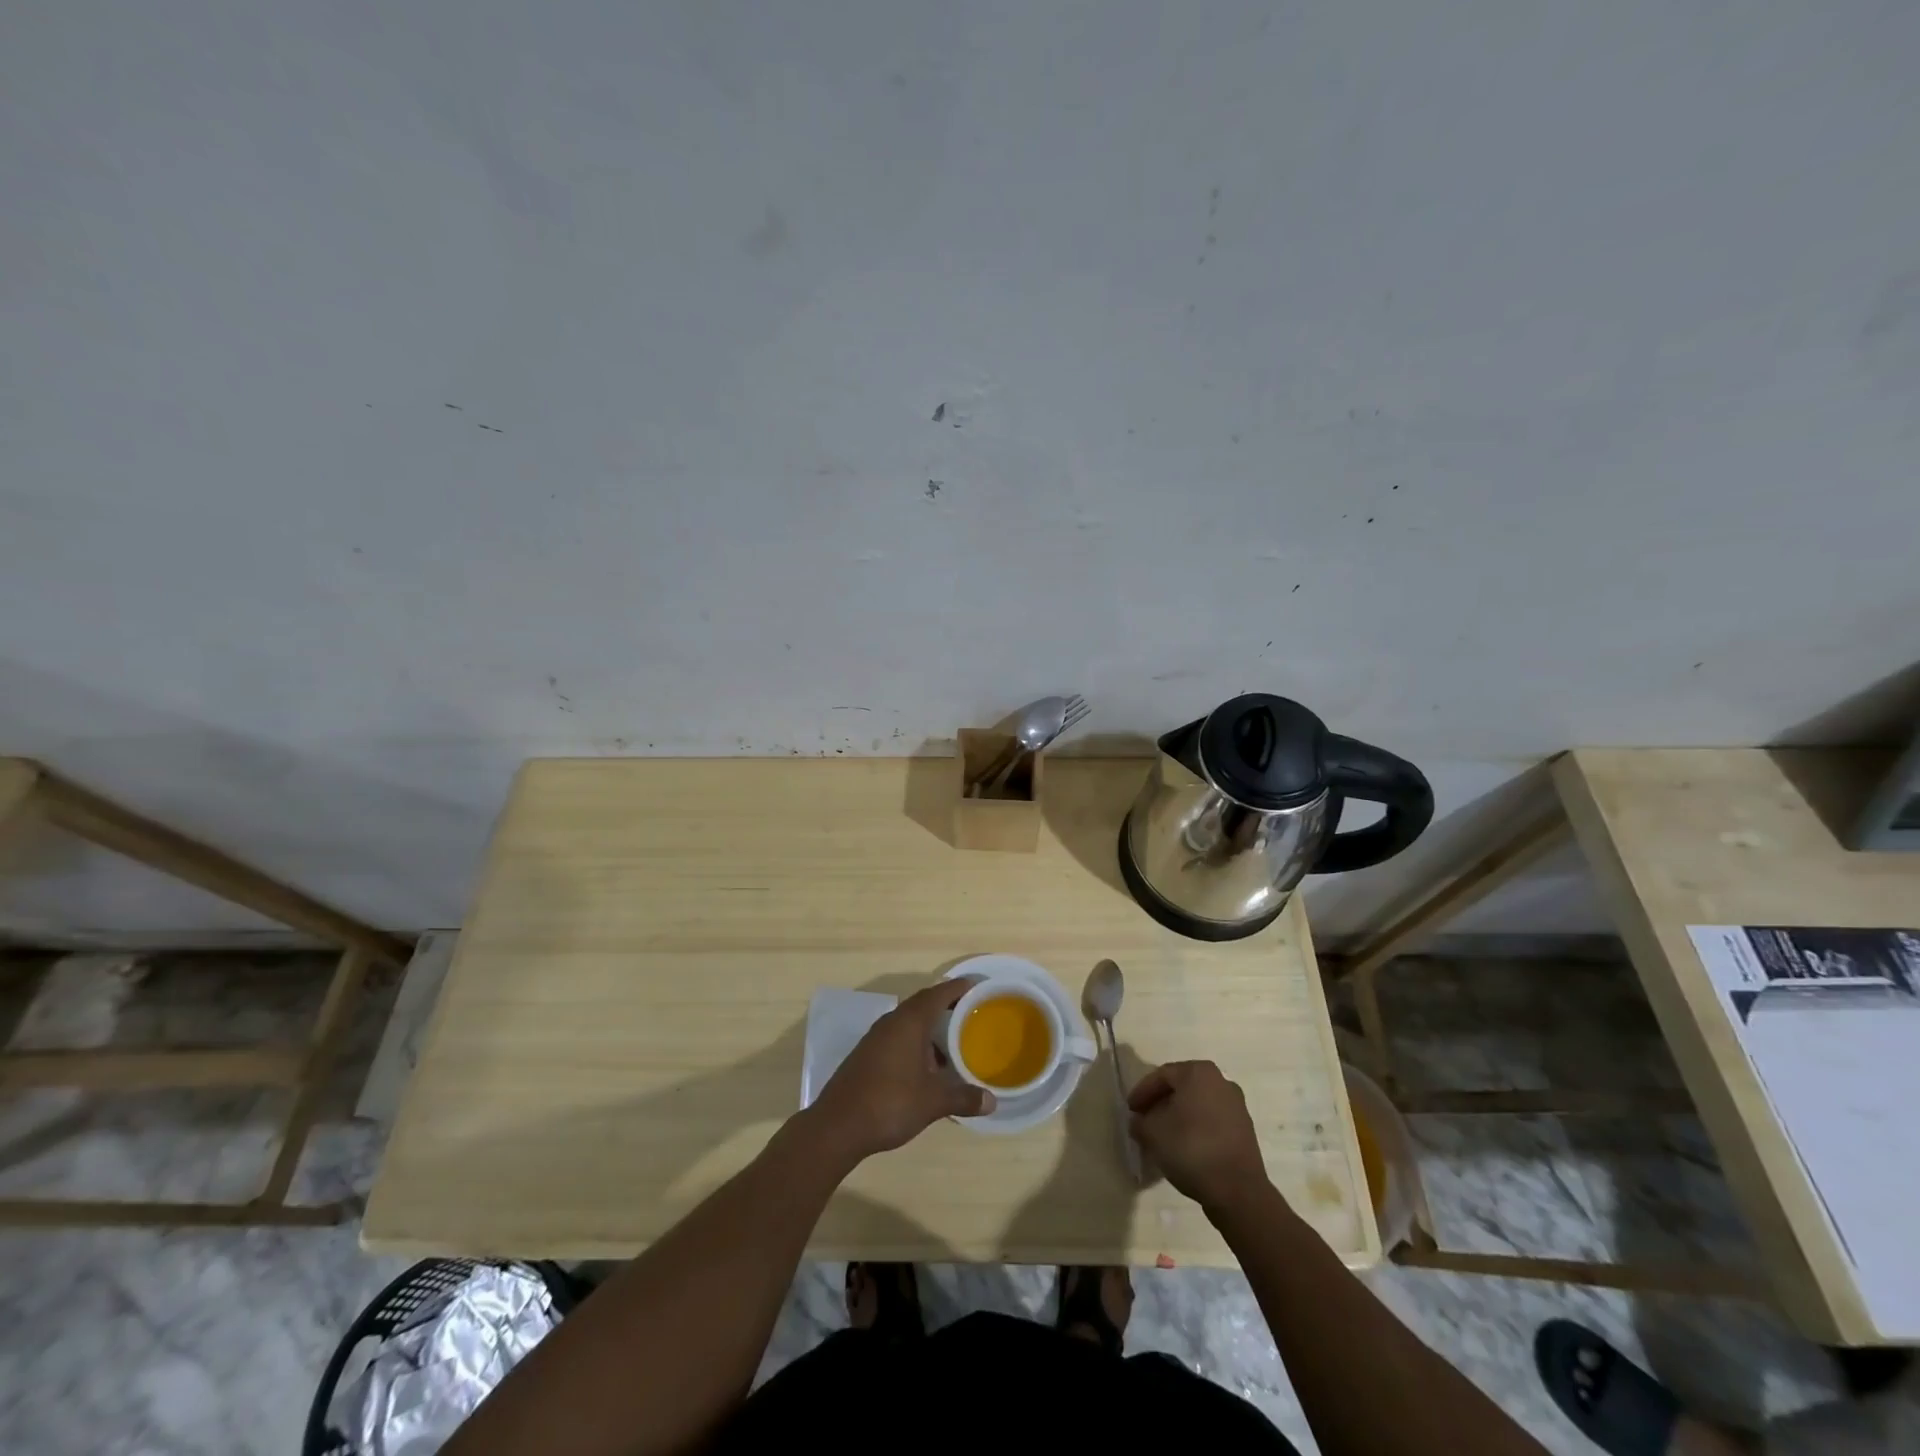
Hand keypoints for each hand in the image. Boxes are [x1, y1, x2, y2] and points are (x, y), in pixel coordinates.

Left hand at [807, 980, 993, 1163]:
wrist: (837, 1126)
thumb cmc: (890, 1103)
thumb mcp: (932, 1102)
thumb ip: (963, 1098)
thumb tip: (992, 1101)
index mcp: (909, 1022)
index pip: (938, 994)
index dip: (958, 988)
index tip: (976, 985)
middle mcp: (892, 1022)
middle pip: (923, 1004)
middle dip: (946, 1005)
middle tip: (970, 1012)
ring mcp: (876, 1038)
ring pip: (909, 1022)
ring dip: (930, 1027)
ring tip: (953, 1041)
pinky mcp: (867, 1054)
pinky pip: (898, 1036)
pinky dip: (916, 1042)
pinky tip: (926, 1065)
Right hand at [1128, 1060, 1270, 1213]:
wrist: (1238, 1191)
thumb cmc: (1191, 1149)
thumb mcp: (1153, 1133)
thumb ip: (1140, 1122)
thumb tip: (1138, 1121)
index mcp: (1198, 1072)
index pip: (1162, 1075)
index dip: (1142, 1092)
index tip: (1131, 1110)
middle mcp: (1221, 1081)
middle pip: (1182, 1087)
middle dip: (1161, 1103)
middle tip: (1144, 1119)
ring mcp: (1237, 1106)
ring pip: (1198, 1104)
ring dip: (1178, 1116)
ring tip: (1162, 1136)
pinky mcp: (1245, 1130)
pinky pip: (1212, 1120)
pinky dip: (1196, 1128)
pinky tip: (1184, 1146)